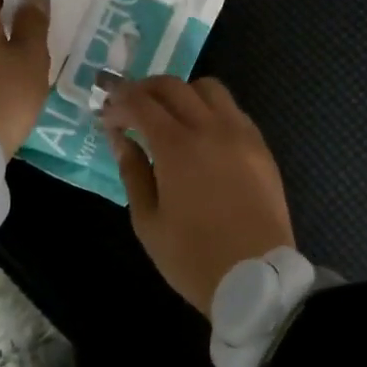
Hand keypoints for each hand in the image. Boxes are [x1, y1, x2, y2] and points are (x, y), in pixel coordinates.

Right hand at [101, 76, 295, 314]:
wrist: (258, 280)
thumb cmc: (193, 257)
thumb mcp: (148, 222)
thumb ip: (133, 172)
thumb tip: (121, 138)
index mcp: (177, 146)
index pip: (141, 103)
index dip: (119, 102)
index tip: (106, 114)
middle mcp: (210, 127)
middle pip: (173, 86)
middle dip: (145, 89)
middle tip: (129, 106)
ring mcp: (240, 133)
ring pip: (208, 88)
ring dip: (181, 92)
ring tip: (168, 114)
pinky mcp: (260, 145)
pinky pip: (232, 109)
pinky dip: (210, 108)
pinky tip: (202, 131)